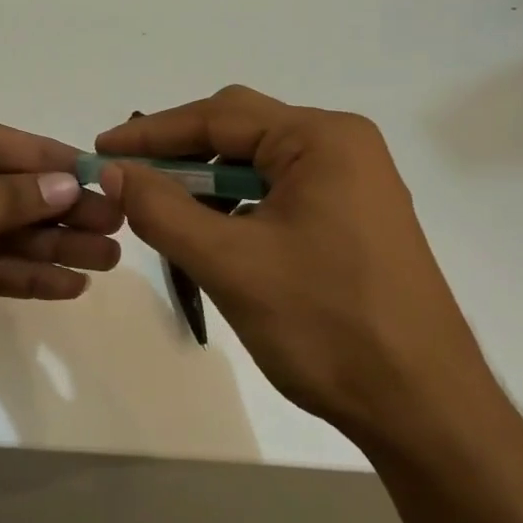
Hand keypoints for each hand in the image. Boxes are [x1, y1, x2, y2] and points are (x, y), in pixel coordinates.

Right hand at [96, 86, 494, 444]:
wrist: (422, 406)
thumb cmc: (325, 324)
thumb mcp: (229, 263)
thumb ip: (162, 209)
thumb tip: (113, 171)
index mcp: (322, 139)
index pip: (218, 116)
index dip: (152, 134)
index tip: (100, 150)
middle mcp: (342, 146)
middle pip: (241, 131)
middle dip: (179, 154)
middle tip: (125, 177)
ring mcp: (354, 183)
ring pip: (259, 164)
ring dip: (207, 183)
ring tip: (161, 211)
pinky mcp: (354, 218)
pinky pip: (279, 193)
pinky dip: (237, 206)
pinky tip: (211, 234)